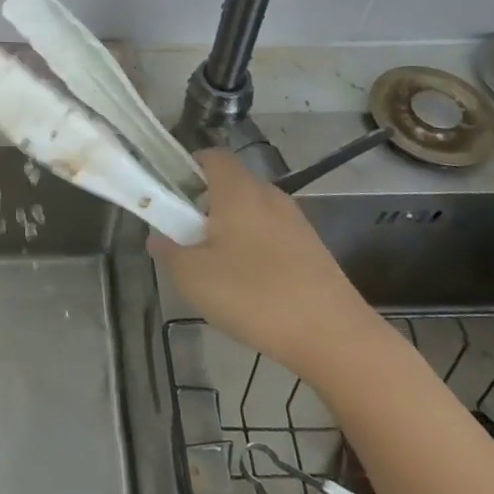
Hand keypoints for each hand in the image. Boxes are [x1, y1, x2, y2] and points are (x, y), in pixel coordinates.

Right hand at [149, 149, 382, 381]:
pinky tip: (250, 288)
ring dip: (230, 230)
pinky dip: (255, 250)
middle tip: (186, 238)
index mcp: (238, 190)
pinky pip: (272, 236)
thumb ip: (168, 251)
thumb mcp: (192, 276)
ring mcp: (295, 222)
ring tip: (216, 269)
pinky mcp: (313, 250)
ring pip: (252, 212)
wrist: (335, 337)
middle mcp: (269, 196)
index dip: (187, 168)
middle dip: (205, 205)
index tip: (170, 195)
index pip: (211, 156)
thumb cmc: (254, 295)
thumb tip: (158, 237)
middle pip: (230, 184)